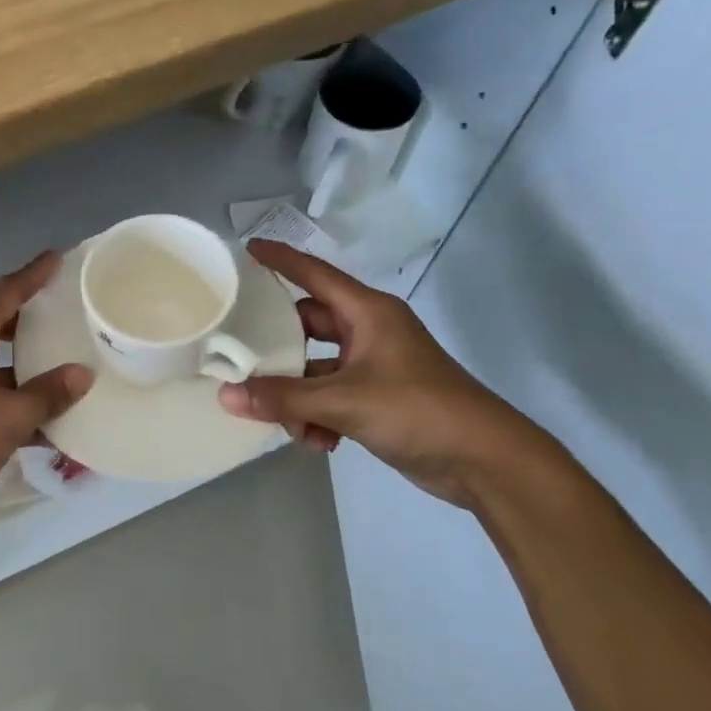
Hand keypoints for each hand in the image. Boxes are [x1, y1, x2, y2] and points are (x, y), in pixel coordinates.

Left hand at [0, 251, 93, 532]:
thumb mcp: (9, 416)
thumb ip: (48, 394)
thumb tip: (82, 374)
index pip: (5, 292)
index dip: (32, 275)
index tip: (57, 258)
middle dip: (28, 317)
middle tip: (65, 312)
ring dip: (22, 362)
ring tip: (61, 363)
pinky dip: (10, 397)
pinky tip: (41, 419)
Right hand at [216, 240, 537, 506]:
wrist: (483, 459)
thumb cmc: (417, 410)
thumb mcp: (344, 401)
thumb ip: (283, 398)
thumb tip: (227, 395)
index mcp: (367, 313)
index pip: (314, 274)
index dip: (280, 261)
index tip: (245, 251)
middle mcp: (368, 332)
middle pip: (306, 327)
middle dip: (278, 353)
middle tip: (242, 364)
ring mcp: (373, 366)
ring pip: (315, 370)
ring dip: (298, 397)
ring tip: (291, 425)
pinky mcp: (377, 398)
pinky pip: (331, 397)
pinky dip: (319, 417)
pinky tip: (319, 443)